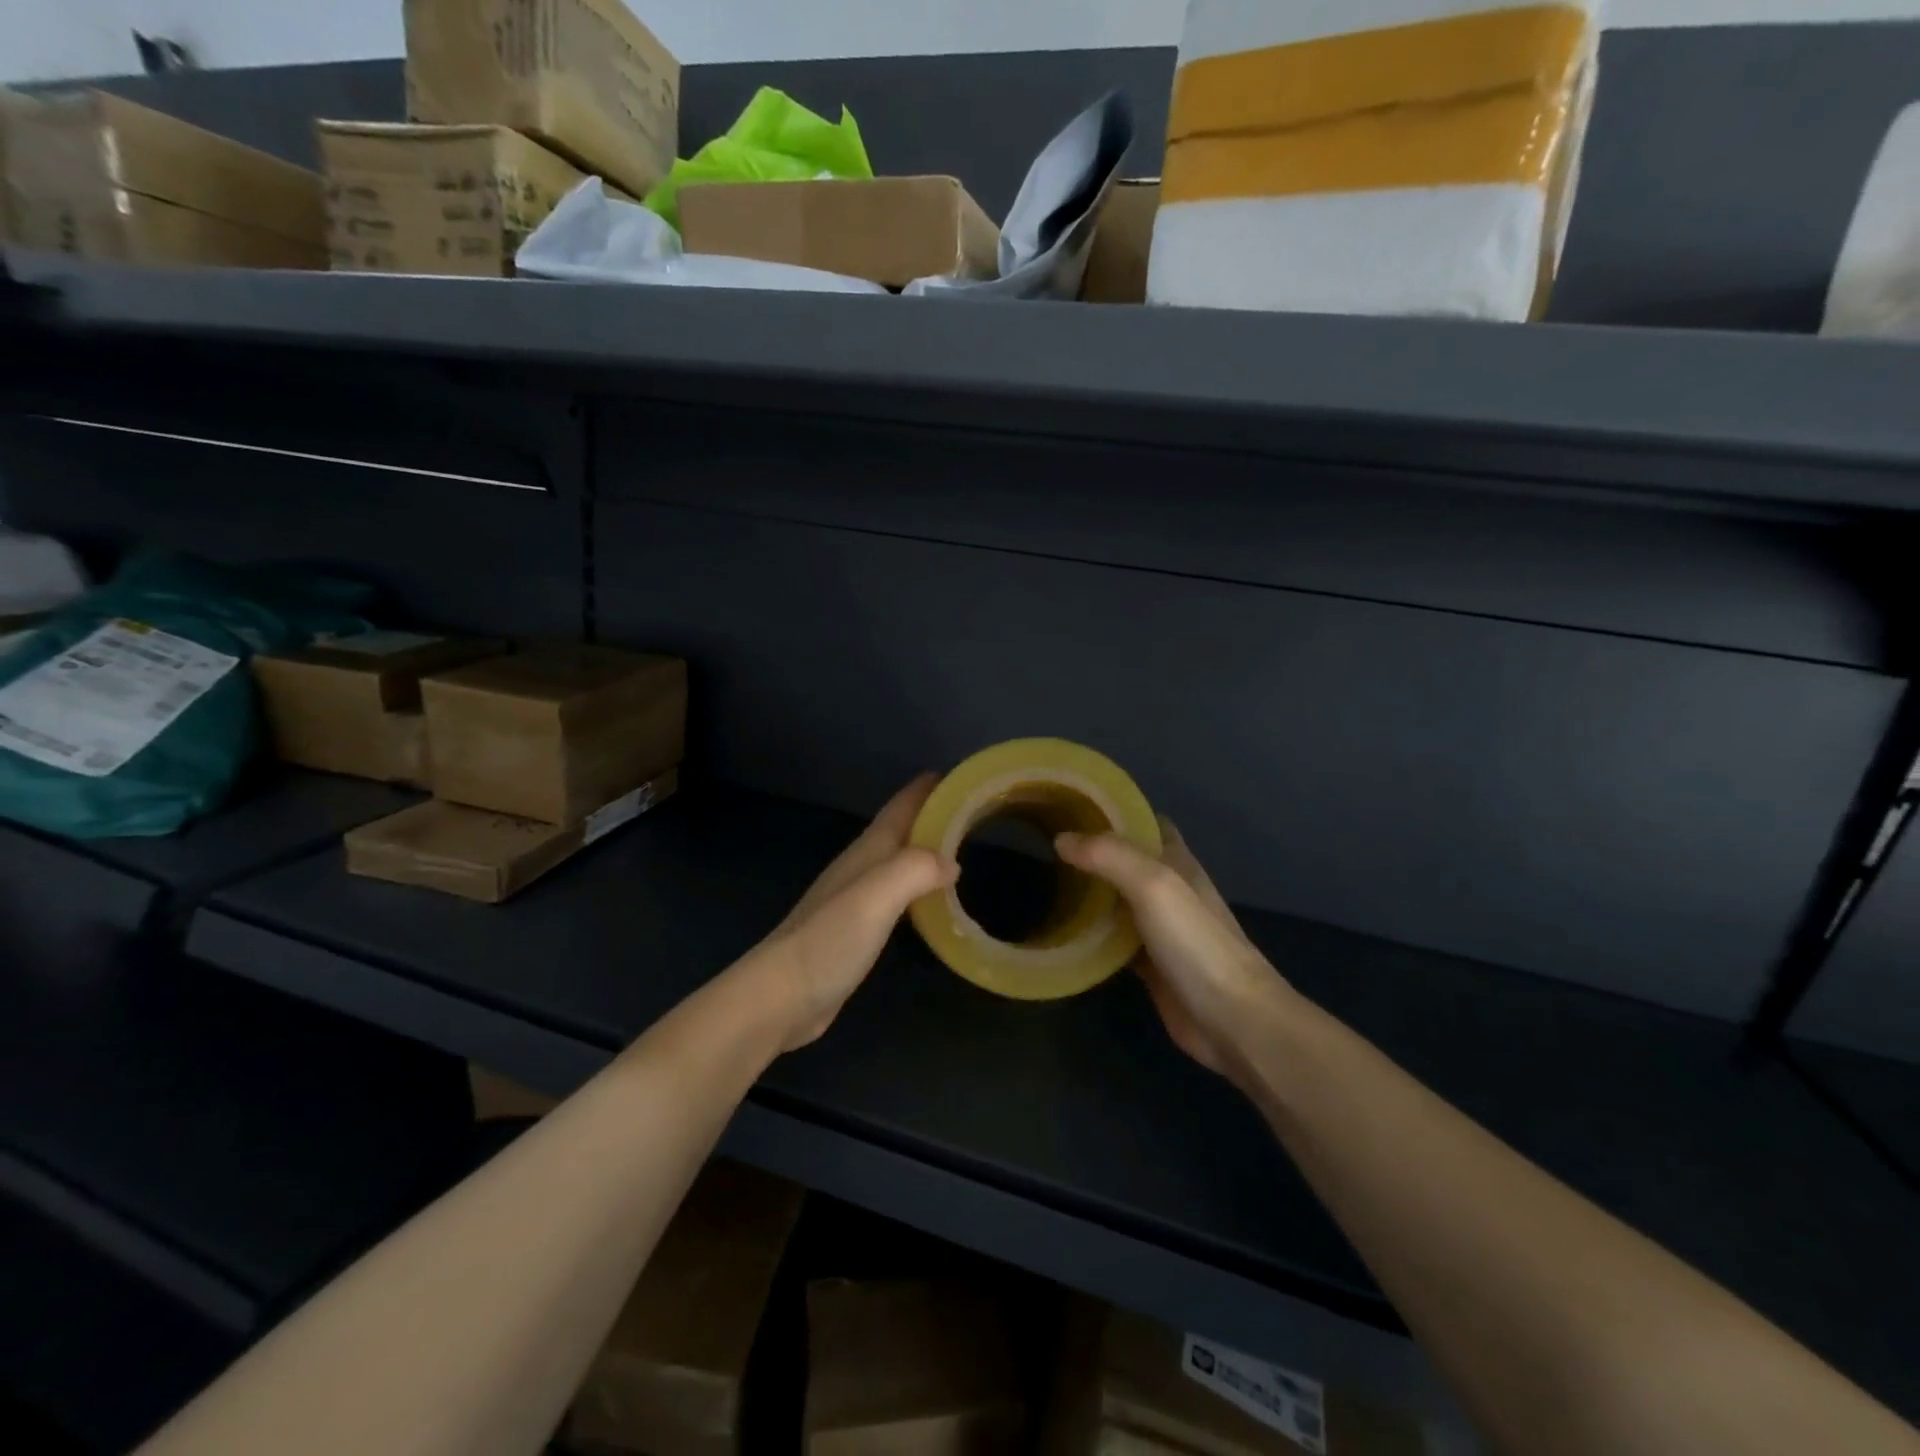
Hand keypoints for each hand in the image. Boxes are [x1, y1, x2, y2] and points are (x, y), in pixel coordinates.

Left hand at [748, 774, 956, 1051]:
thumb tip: (951, 862)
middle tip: (970, 811)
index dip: (925, 790)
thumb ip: (914, 870)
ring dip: (924, 850)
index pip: (899, 809)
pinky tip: (929, 899)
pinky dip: (916, 886)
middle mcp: (860, 869)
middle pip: (899, 831)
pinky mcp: (855, 931)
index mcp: (866, 853)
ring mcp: (855, 900)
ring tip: (958, 849)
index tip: (957, 775)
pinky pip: (895, 895)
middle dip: (930, 816)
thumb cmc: (829, 940)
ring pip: (897, 862)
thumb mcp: (875, 897)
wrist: (781, 997)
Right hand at [1057, 821, 1293, 1084]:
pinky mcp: (1149, 964)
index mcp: (1177, 861)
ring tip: (1045, 879)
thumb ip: (1109, 856)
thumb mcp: (1154, 885)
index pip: (1145, 822)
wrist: (1232, 1019)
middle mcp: (1168, 889)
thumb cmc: (1196, 943)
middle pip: (1125, 860)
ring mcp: (1159, 928)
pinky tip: (1061, 930)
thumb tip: (1062, 839)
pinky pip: (1112, 939)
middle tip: (1045, 842)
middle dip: (1092, 850)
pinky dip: (1089, 932)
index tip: (1072, 807)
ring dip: (1088, 891)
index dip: (1114, 811)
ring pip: (1116, 899)